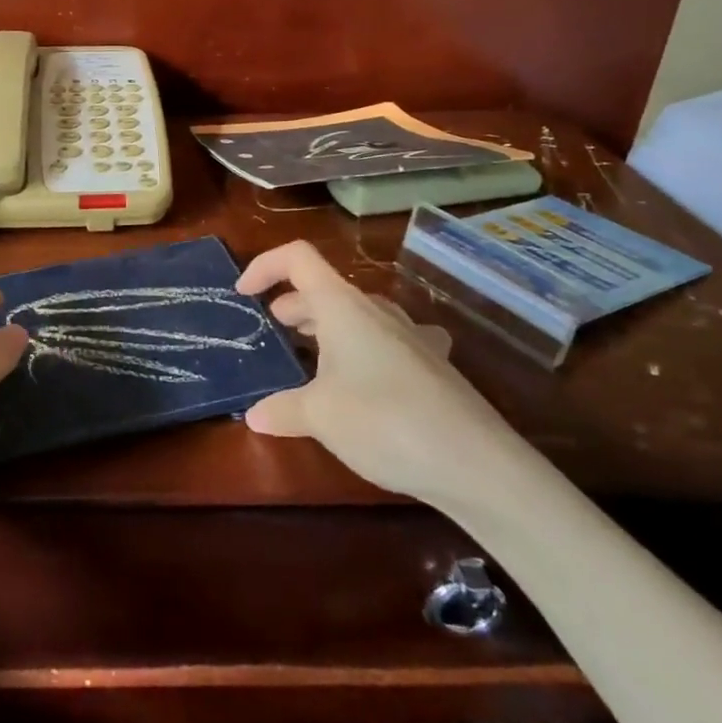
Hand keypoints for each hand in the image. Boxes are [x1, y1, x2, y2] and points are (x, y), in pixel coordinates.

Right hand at [237, 240, 521, 503]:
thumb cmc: (384, 421)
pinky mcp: (433, 365)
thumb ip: (282, 410)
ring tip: (310, 355)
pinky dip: (366, 350)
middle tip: (272, 330)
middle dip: (293, 305)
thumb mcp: (320, 416)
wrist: (478, 464)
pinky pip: (389, 342)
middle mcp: (377, 311)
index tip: (243, 295)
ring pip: (357, 315)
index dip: (264, 266)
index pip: (297, 258)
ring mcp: (411, 336)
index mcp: (343, 306)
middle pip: (325, 289)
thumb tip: (255, 416)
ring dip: (328, 327)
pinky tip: (369, 377)